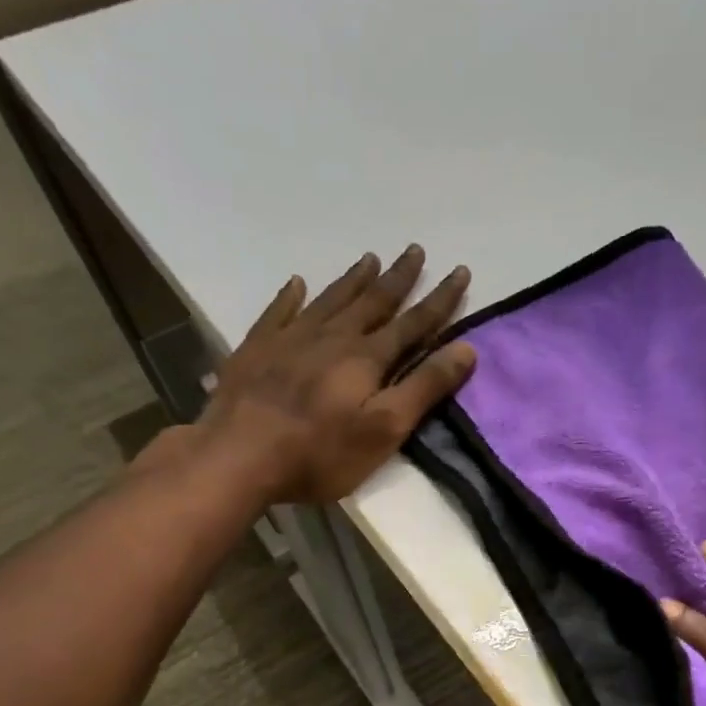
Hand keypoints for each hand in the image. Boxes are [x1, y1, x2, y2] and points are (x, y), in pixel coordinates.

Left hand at [185, 245, 476, 504]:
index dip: (440, 300)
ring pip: (330, 300)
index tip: (460, 272)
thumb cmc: (320, 453)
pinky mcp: (257, 349)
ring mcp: (290, 339)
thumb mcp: (384, 429)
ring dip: (354, 280)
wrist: (239, 456)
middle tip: (415, 250)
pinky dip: (290, 296)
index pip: (413, 323)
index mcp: (367, 358)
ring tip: (370, 259)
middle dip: (399, 278)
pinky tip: (296, 284)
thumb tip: (466, 348)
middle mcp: (332, 337)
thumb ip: (424, 388)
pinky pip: (278, 312)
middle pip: (373, 302)